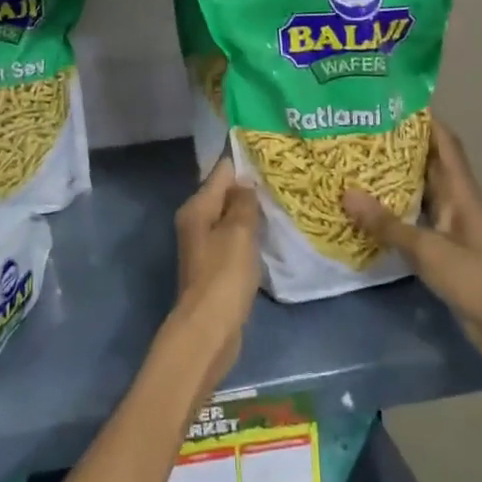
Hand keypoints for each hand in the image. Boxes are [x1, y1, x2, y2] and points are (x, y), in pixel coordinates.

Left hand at [170, 157, 262, 398]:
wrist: (209, 328)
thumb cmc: (224, 275)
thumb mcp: (238, 232)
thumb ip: (243, 203)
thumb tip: (245, 181)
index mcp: (197, 208)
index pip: (221, 172)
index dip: (244, 161)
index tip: (273, 153)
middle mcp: (196, 221)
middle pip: (224, 194)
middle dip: (250, 186)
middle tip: (285, 176)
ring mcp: (205, 245)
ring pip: (230, 218)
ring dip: (251, 211)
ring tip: (283, 200)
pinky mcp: (216, 266)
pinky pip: (234, 239)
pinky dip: (250, 234)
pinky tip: (270, 233)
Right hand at [343, 119, 481, 362]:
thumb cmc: (474, 277)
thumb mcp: (426, 249)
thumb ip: (386, 223)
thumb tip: (345, 192)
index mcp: (460, 191)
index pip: (444, 143)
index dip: (424, 120)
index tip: (390, 101)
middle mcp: (456, 201)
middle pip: (429, 162)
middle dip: (400, 145)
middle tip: (361, 130)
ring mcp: (450, 225)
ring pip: (420, 190)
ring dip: (395, 176)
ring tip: (357, 161)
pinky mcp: (443, 247)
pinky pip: (415, 216)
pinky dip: (394, 208)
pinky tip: (368, 207)